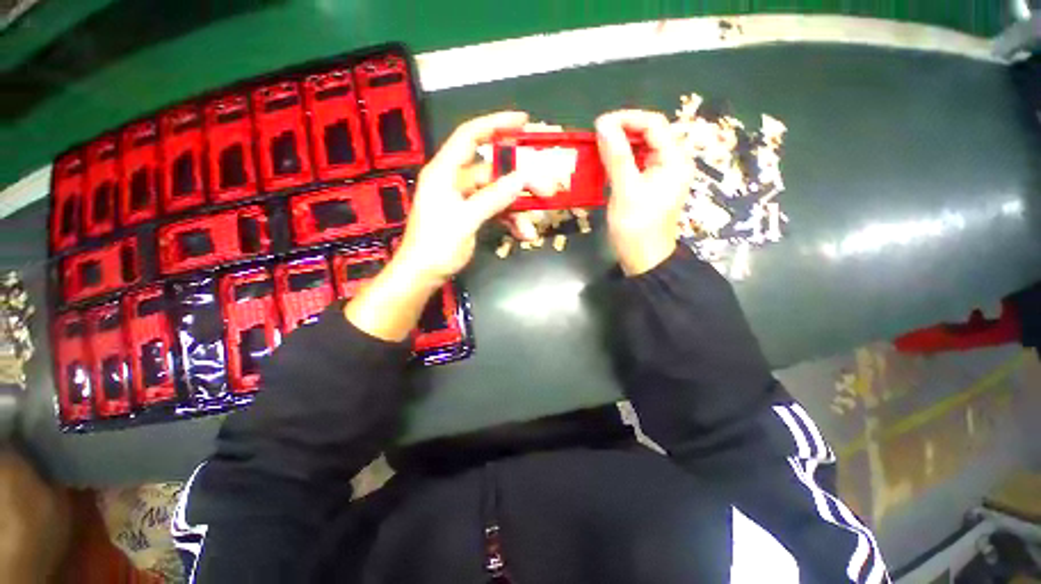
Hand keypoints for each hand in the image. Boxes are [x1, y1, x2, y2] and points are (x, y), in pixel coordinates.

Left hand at [394, 111, 536, 284]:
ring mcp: (464, 199)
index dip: (496, 124)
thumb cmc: (437, 246)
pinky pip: (495, 211)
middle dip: (520, 181)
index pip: (470, 136)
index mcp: (445, 172)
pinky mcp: (470, 215)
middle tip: (546, 189)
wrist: (423, 274)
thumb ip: (493, 198)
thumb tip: (522, 178)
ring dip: (517, 209)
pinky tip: (522, 234)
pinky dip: (509, 221)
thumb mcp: (466, 220)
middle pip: (493, 171)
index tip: (524, 122)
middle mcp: (455, 180)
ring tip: (532, 226)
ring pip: (498, 194)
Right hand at [596, 110, 691, 275]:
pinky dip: (621, 160)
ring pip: (642, 147)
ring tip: (598, 148)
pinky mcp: (652, 184)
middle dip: (623, 131)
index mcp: (674, 160)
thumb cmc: (637, 228)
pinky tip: (606, 164)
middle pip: (649, 133)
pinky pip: (637, 163)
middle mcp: (673, 162)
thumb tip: (603, 125)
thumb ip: (616, 157)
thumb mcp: (626, 191)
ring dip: (620, 145)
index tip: (599, 125)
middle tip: (596, 137)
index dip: (626, 119)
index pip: (653, 124)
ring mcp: (663, 174)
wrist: (644, 259)